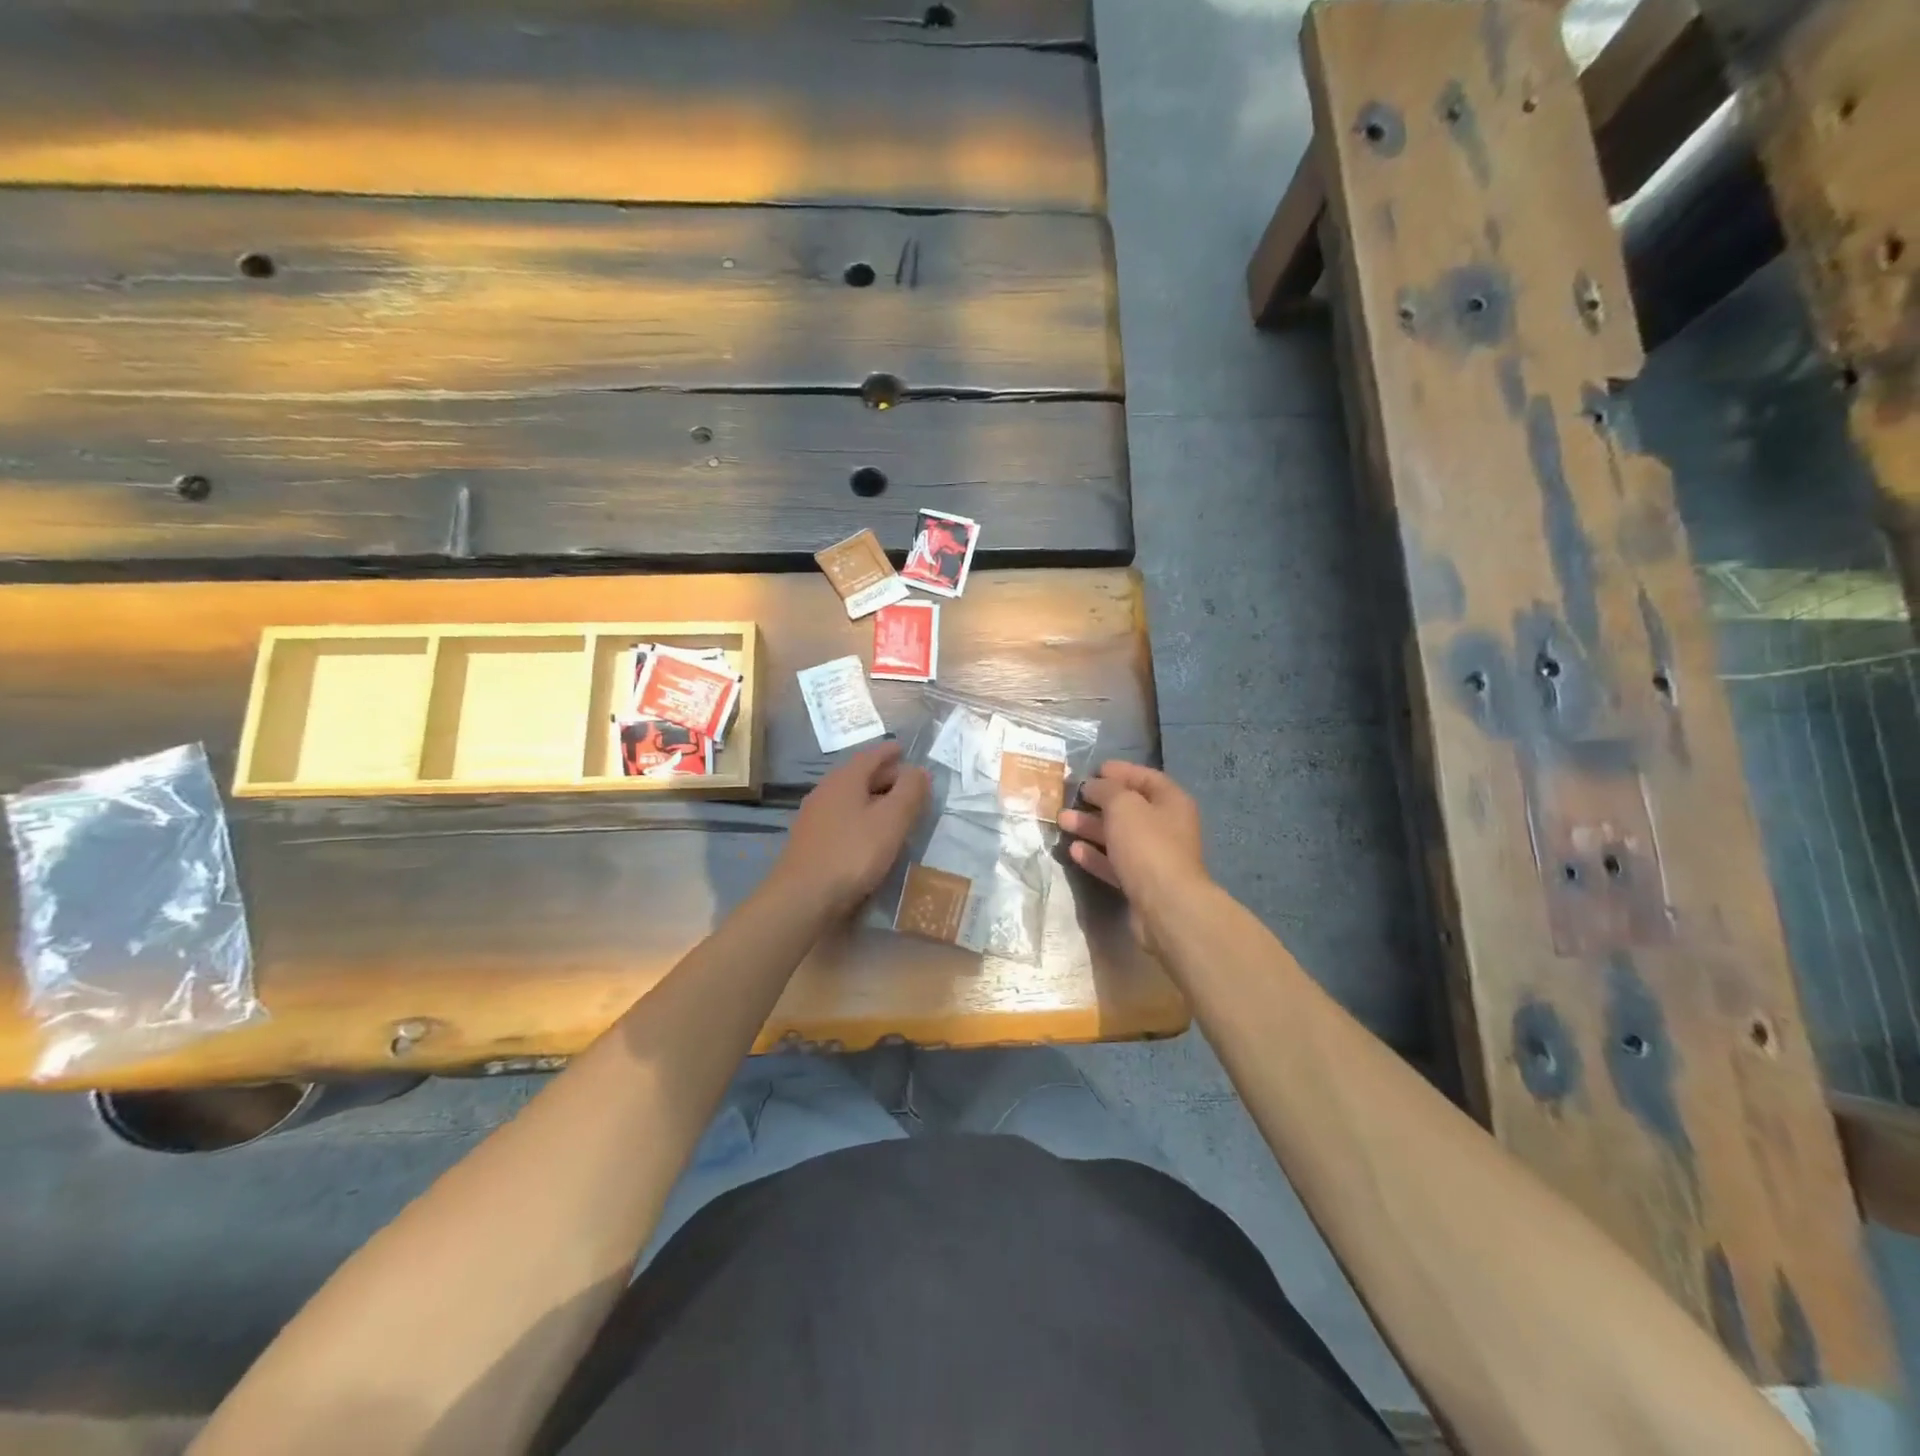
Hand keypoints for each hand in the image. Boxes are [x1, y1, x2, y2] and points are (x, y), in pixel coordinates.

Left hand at [777, 743, 929, 916]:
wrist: (803, 898)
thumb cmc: (852, 853)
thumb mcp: (891, 820)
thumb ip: (909, 792)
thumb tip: (920, 770)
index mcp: (844, 780)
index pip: (870, 755)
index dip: (889, 752)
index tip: (904, 749)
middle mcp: (826, 792)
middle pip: (859, 776)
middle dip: (885, 776)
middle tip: (909, 784)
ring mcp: (815, 818)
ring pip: (850, 798)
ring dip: (873, 799)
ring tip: (895, 809)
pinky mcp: (812, 842)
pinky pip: (842, 819)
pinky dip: (861, 818)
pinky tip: (871, 835)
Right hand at [1058, 761, 1209, 945]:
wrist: (1165, 906)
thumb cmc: (1147, 845)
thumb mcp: (1123, 805)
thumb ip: (1106, 790)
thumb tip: (1094, 785)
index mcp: (1171, 802)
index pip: (1145, 778)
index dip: (1120, 771)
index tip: (1093, 770)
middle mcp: (1166, 827)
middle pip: (1129, 808)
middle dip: (1098, 802)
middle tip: (1070, 797)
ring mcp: (1154, 857)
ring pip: (1118, 836)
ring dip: (1090, 827)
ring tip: (1062, 821)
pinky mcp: (1141, 883)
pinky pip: (1114, 862)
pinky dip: (1095, 855)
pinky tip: (1074, 850)